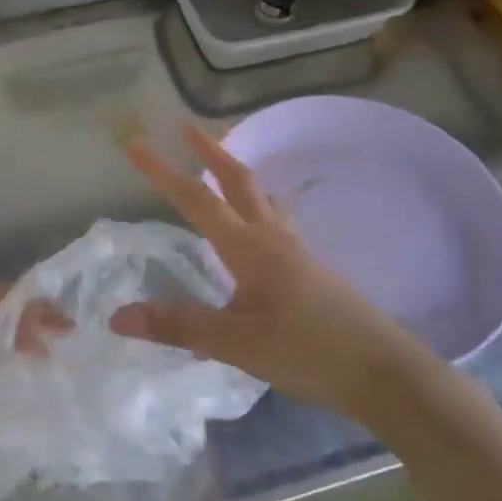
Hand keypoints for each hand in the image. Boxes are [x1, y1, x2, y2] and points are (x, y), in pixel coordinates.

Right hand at [112, 124, 420, 412]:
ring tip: (221, 165)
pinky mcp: (311, 272)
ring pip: (261, 199)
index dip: (163, 172)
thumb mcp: (236, 342)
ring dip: (236, 175)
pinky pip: (276, 223)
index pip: (197, 200)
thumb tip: (118, 315)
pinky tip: (259, 227)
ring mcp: (296, 253)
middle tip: (188, 128)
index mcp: (249, 247)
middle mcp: (273, 239)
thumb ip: (179, 326)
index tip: (136, 145)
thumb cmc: (307, 352)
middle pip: (239, 182)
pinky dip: (256, 207)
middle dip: (211, 153)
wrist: (384, 372)